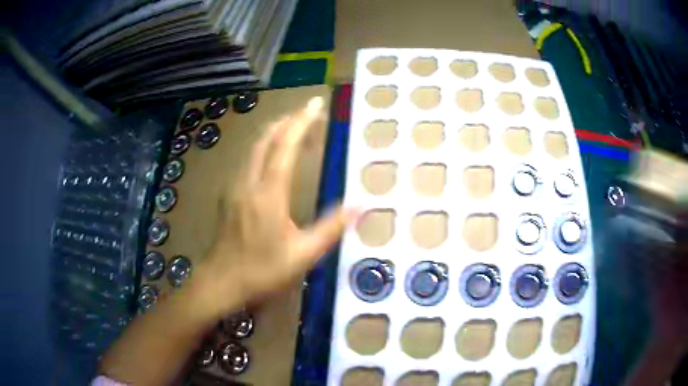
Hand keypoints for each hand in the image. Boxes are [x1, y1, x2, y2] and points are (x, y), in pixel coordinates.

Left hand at [191, 97, 356, 320]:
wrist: (220, 282)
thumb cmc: (262, 271)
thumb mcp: (303, 255)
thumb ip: (331, 228)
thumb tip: (359, 207)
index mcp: (269, 192)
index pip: (285, 145)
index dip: (301, 122)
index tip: (315, 104)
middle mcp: (249, 181)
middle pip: (266, 138)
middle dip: (288, 121)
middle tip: (309, 115)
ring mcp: (235, 186)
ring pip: (255, 147)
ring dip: (275, 133)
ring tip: (296, 131)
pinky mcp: (229, 195)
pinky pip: (249, 160)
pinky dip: (265, 148)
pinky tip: (274, 157)